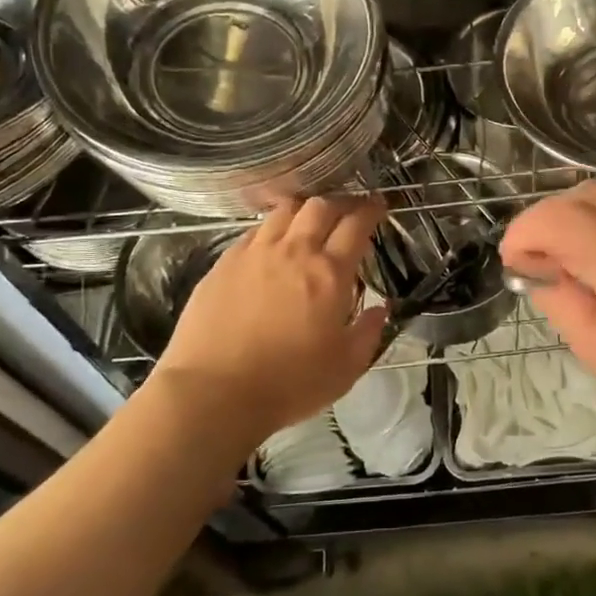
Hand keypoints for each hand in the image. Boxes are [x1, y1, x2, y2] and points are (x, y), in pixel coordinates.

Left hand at [152, 195, 388, 452]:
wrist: (214, 393)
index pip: (357, 224)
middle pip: (321, 206)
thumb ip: (369, 332)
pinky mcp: (223, 263)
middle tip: (348, 211)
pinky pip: (254, 231)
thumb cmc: (289, 384)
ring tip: (310, 221)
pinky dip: (272, 228)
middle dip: (341, 202)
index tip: (378, 205)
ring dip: (305, 210)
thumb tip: (381, 308)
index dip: (371, 209)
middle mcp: (294, 251)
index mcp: (330, 273)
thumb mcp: (346, 368)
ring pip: (285, 210)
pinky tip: (272, 244)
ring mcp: (255, 253)